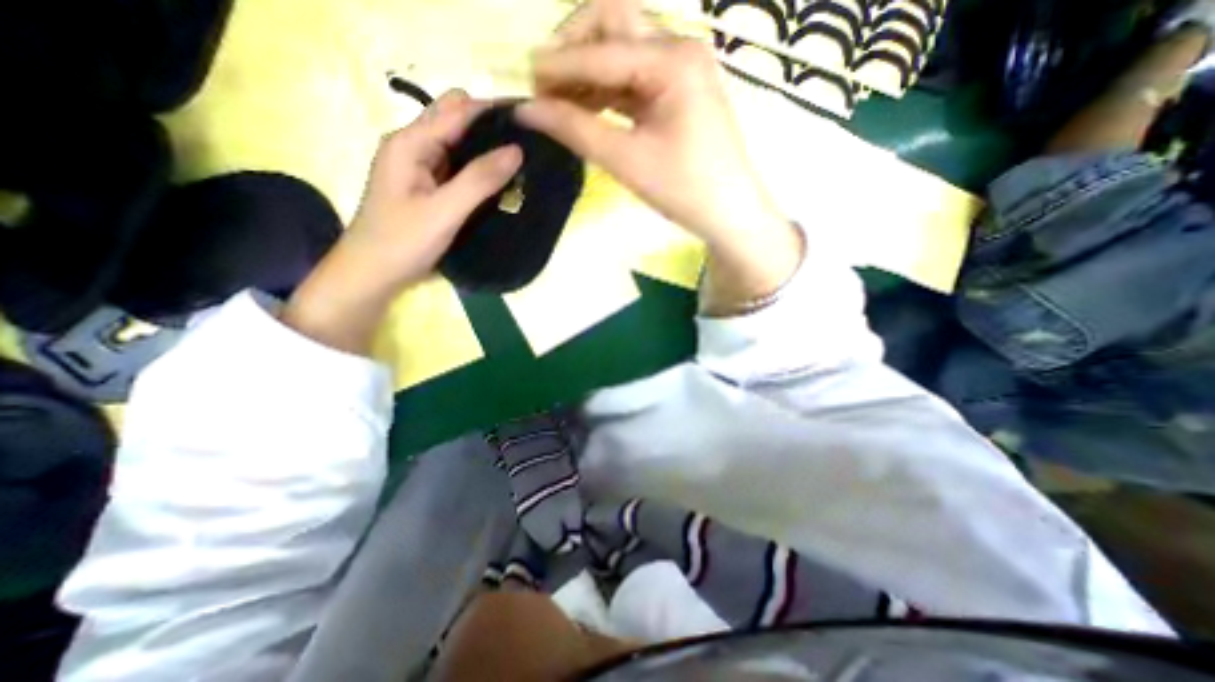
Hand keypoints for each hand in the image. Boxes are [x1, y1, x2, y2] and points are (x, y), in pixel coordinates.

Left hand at [282, 90, 522, 353]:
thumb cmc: (402, 242)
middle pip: (457, 122)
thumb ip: (479, 180)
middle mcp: (414, 147)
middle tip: (527, 146)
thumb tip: (516, 150)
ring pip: (460, 146)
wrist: (373, 275)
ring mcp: (421, 168)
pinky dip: (479, 171)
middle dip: (491, 128)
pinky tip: (500, 182)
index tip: (529, 121)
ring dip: (487, 151)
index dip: (492, 110)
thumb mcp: (443, 211)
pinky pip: (459, 169)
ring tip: (521, 162)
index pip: (457, 110)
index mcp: (410, 143)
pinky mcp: (429, 188)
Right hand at [514, 2, 788, 246]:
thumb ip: (576, 130)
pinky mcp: (679, 89)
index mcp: (672, 60)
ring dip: (587, 71)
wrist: (729, 212)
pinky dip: (606, 89)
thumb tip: (527, 109)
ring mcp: (682, 67)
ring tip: (559, 103)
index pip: (600, 51)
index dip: (556, 67)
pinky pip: (634, 76)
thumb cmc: (684, 190)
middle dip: (572, 50)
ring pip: (621, 50)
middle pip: (612, 24)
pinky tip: (587, 109)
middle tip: (545, 87)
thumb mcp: (627, 161)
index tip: (521, 85)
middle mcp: (679, 48)